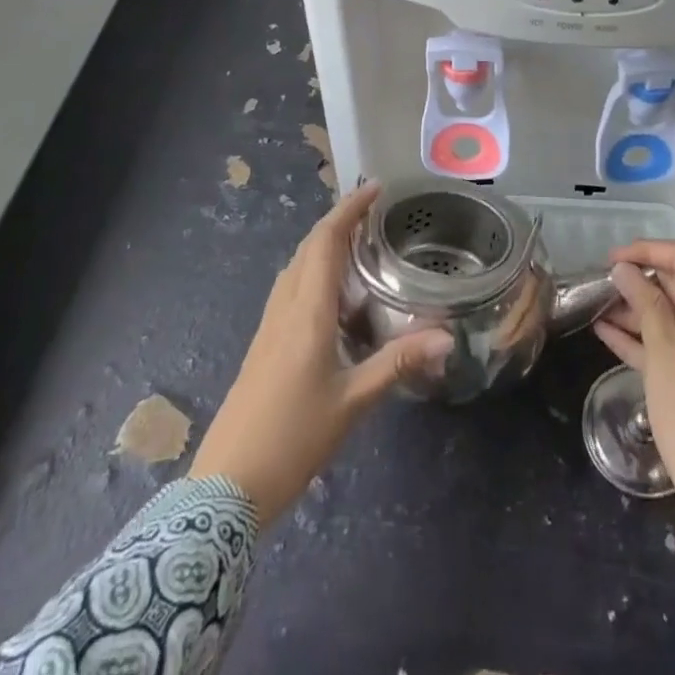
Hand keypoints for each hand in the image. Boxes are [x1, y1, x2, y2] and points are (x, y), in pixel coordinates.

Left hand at [190, 183, 451, 525]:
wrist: (226, 486)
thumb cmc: (293, 438)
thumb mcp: (352, 402)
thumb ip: (398, 363)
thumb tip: (448, 336)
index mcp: (307, 311)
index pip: (326, 240)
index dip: (349, 209)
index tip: (375, 188)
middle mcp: (285, 307)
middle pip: (308, 246)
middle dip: (339, 220)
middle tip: (374, 213)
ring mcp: (269, 325)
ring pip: (296, 266)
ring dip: (324, 244)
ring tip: (358, 244)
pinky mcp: (263, 344)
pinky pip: (290, 288)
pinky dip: (313, 270)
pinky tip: (332, 294)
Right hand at [593, 240, 674, 562]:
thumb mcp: (663, 351)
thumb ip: (644, 303)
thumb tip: (624, 268)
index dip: (646, 250)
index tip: (611, 257)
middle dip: (638, 280)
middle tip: (600, 281)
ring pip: (670, 315)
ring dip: (635, 309)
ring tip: (596, 305)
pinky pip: (669, 343)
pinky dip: (641, 336)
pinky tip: (605, 331)